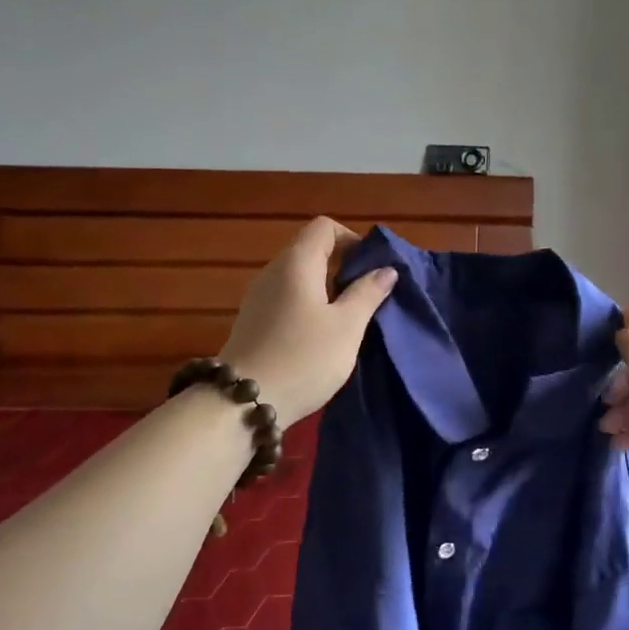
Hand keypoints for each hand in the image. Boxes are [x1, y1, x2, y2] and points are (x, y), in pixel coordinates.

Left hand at [219, 217, 397, 423]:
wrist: (243, 403)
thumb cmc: (303, 358)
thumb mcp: (346, 327)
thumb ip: (367, 293)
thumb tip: (385, 270)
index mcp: (296, 263)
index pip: (324, 227)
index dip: (351, 240)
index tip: (370, 269)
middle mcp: (273, 272)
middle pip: (311, 250)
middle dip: (342, 267)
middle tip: (367, 297)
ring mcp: (259, 297)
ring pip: (299, 277)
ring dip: (326, 290)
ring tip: (348, 319)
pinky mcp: (253, 321)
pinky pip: (287, 299)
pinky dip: (308, 306)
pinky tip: (321, 337)